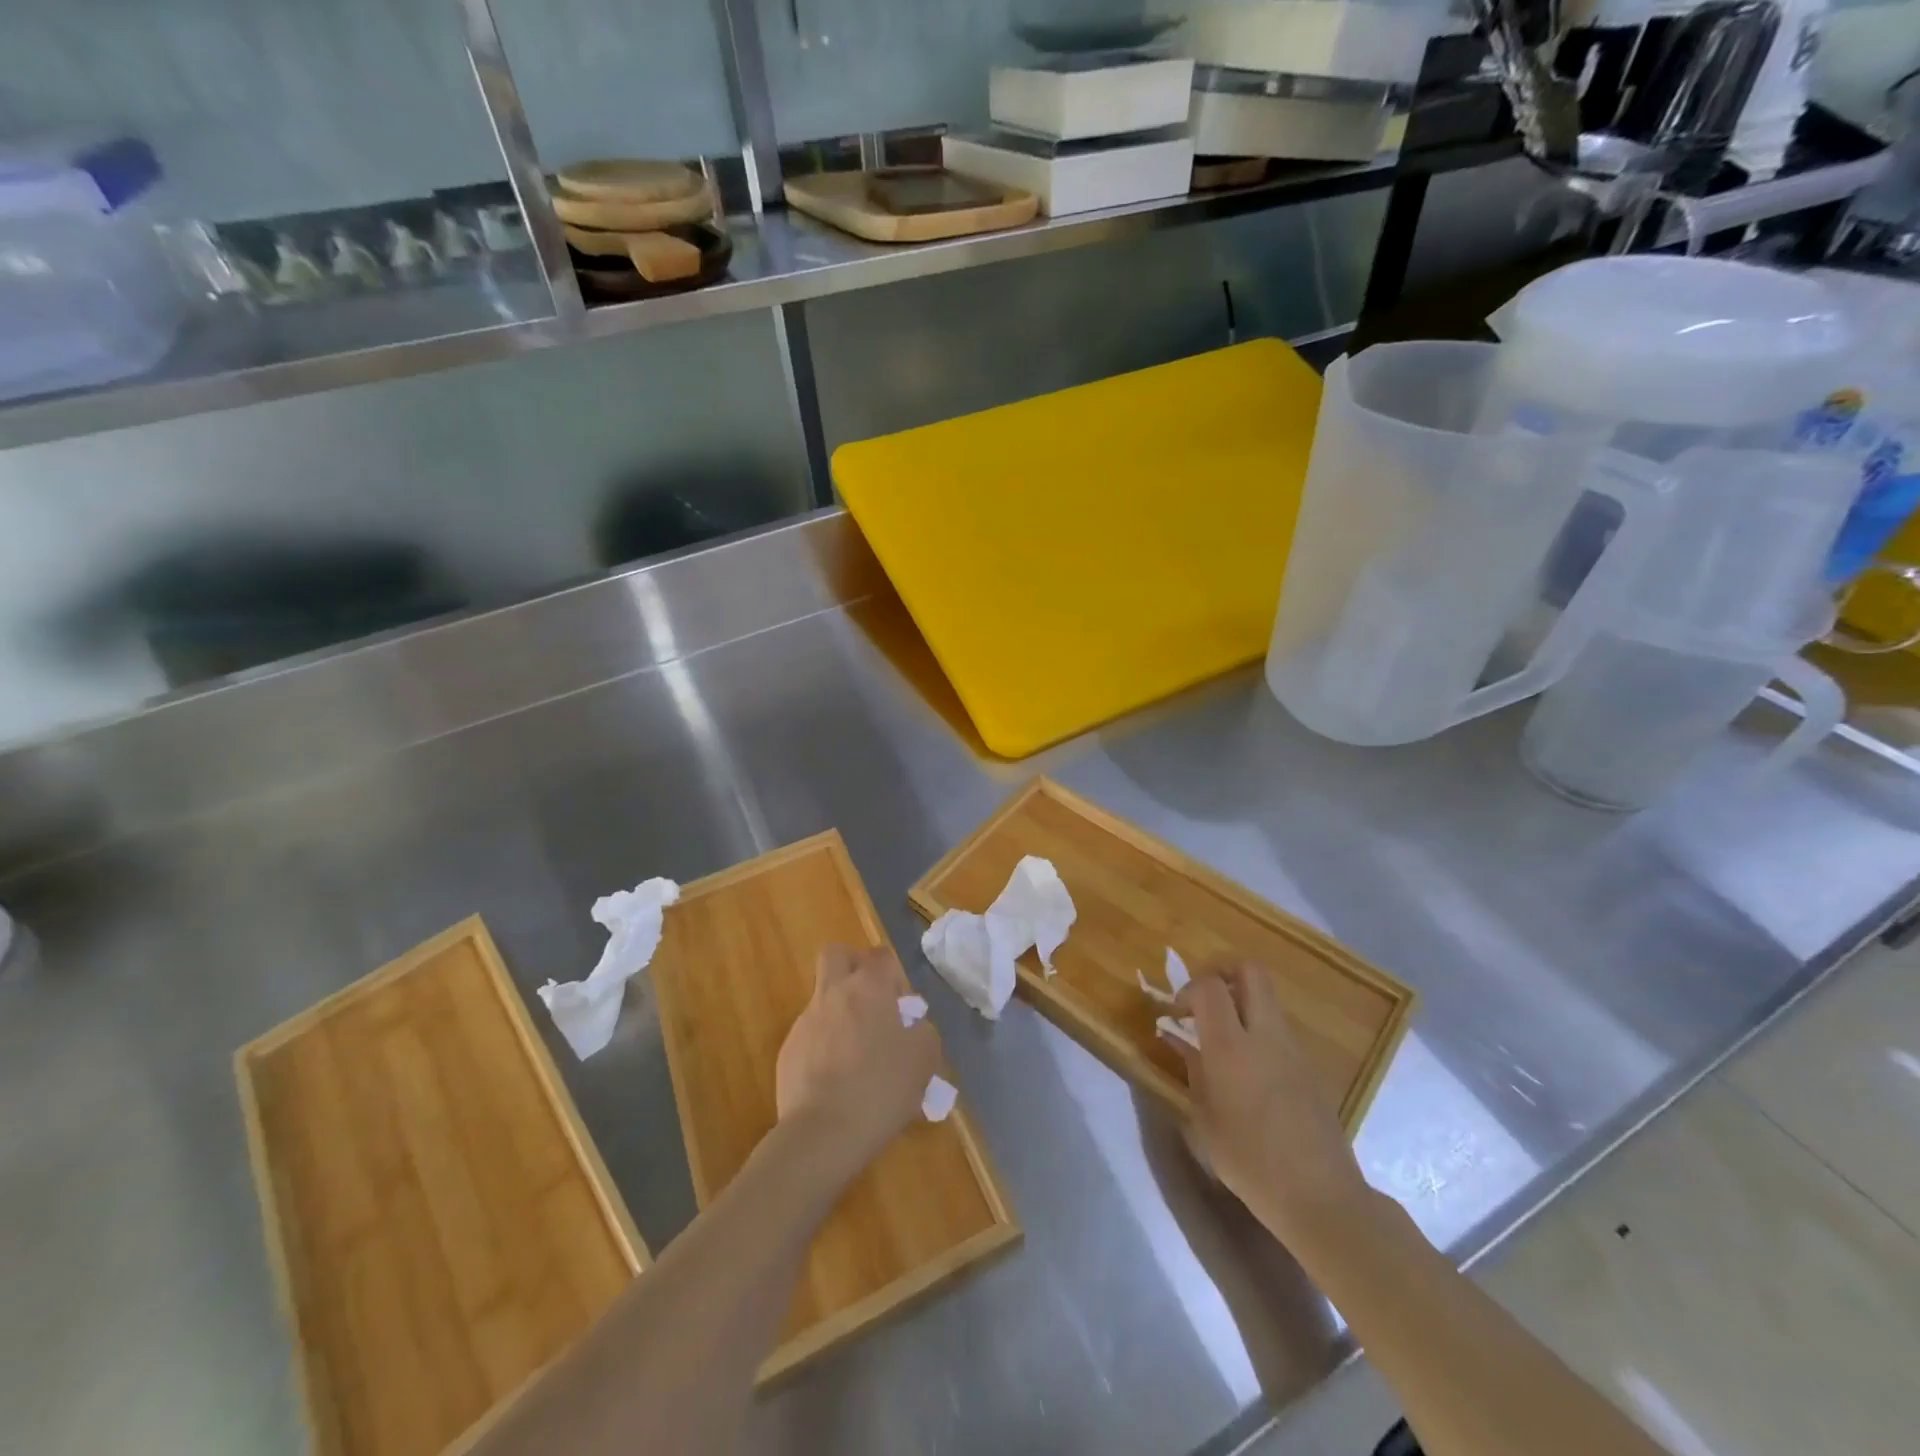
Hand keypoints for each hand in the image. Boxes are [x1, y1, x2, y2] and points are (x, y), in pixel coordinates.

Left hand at [775, 944, 939, 1174]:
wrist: (822, 1134)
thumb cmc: (881, 1088)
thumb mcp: (924, 1061)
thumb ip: (924, 1033)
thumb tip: (914, 1026)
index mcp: (868, 988)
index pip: (881, 956)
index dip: (894, 973)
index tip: (902, 1003)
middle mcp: (833, 994)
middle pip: (836, 955)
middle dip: (853, 965)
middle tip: (871, 998)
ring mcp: (805, 1021)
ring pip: (822, 998)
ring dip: (840, 1012)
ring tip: (858, 1055)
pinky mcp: (788, 1051)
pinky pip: (810, 1035)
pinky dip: (824, 1046)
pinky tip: (837, 1080)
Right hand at [1173, 963, 1371, 1244]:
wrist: (1318, 1195)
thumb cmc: (1248, 1160)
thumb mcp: (1203, 1117)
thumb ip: (1191, 1069)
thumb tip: (1177, 1039)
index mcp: (1231, 1045)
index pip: (1209, 985)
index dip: (1188, 989)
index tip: (1177, 1014)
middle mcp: (1265, 1034)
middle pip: (1250, 971)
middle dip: (1223, 973)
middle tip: (1205, 1000)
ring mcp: (1293, 1047)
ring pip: (1268, 999)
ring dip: (1243, 1004)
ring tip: (1224, 1040)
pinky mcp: (1310, 1066)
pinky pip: (1280, 1029)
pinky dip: (1260, 1032)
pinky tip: (1249, 1071)